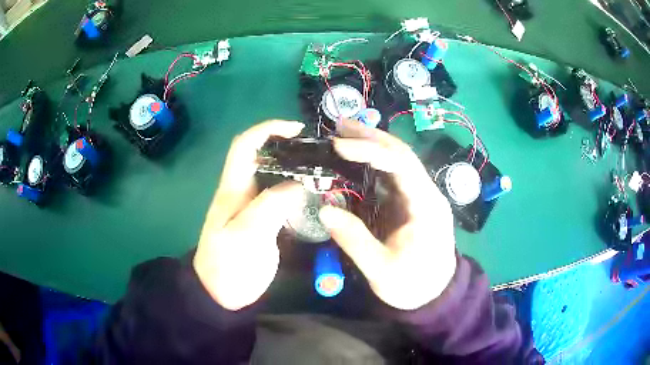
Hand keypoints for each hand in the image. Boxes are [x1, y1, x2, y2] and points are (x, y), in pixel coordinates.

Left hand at [193, 120, 304, 310]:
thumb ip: (269, 207)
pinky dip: (298, 191)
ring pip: (274, 176)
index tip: (296, 130)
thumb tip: (298, 184)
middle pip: (262, 156)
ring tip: (323, 171)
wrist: (221, 293)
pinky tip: (316, 196)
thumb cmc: (227, 266)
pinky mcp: (264, 222)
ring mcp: (254, 207)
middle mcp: (243, 192)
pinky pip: (282, 197)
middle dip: (287, 147)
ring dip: (295, 169)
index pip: (245, 145)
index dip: (267, 130)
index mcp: (233, 189)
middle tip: (318, 153)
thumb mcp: (245, 236)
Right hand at [319, 120, 456, 310]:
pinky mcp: (412, 202)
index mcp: (426, 206)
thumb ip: (354, 240)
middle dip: (371, 136)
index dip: (370, 150)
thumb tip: (325, 209)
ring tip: (344, 134)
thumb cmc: (413, 285)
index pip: (401, 164)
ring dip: (373, 144)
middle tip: (339, 125)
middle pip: (402, 154)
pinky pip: (394, 175)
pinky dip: (374, 162)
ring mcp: (421, 195)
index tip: (338, 146)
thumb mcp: (381, 270)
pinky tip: (356, 158)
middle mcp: (427, 192)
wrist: (436, 294)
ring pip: (399, 160)